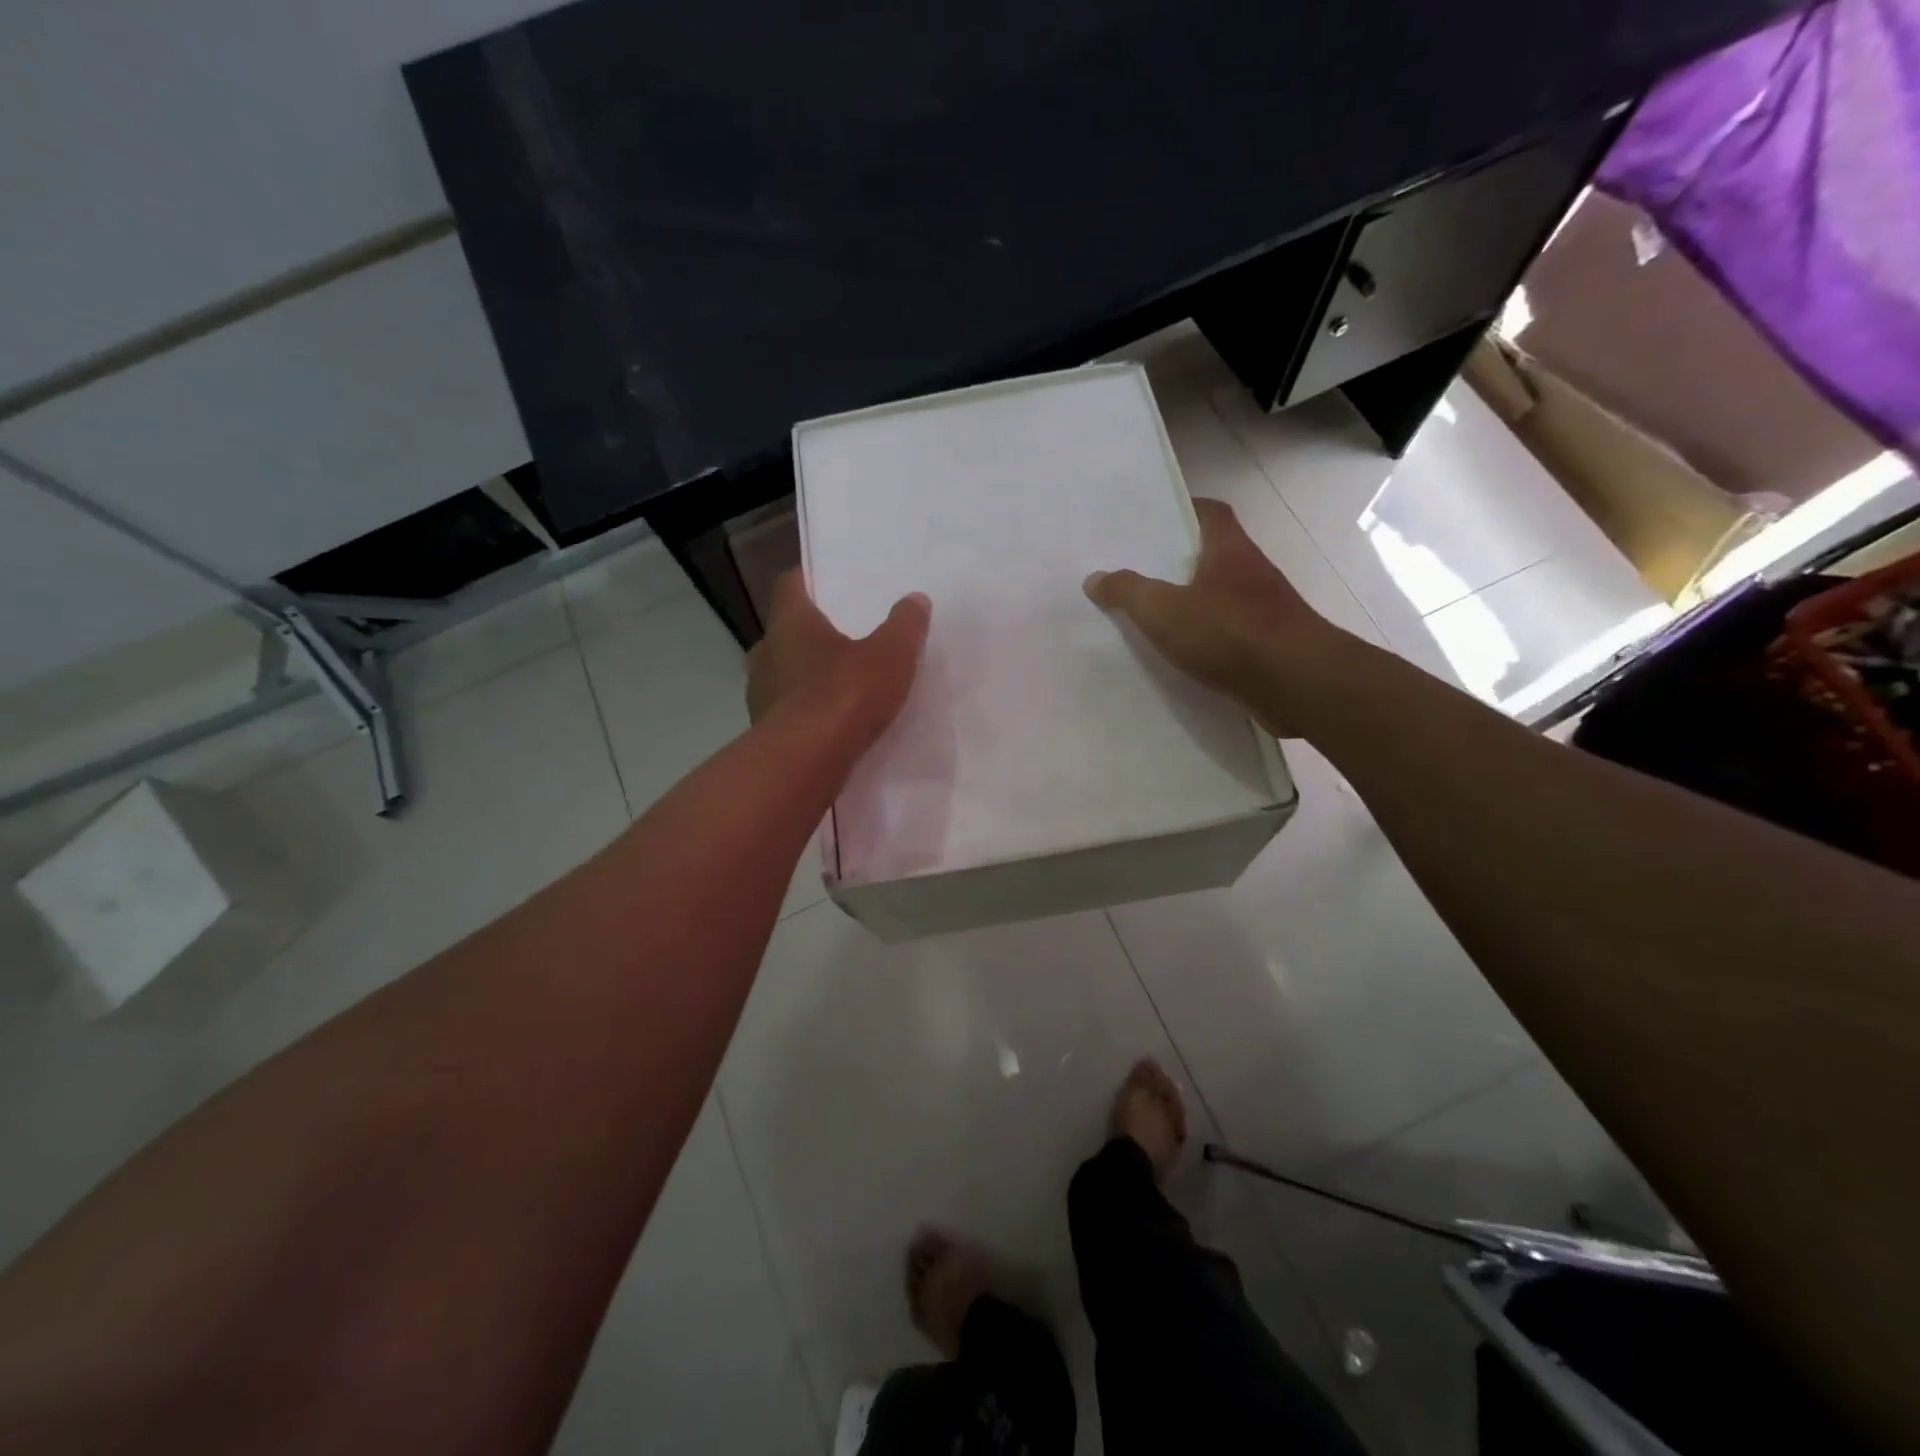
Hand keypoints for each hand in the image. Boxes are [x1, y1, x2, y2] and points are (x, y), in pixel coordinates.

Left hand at [746, 572, 931, 746]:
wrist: (805, 763)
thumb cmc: (844, 695)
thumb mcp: (890, 655)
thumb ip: (905, 626)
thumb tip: (916, 599)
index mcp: (789, 623)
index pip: (789, 585)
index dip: (808, 580)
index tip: (828, 584)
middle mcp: (766, 653)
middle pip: (785, 633)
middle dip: (810, 635)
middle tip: (843, 639)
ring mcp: (759, 695)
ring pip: (782, 674)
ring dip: (806, 677)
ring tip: (840, 685)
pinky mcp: (765, 733)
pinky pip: (787, 712)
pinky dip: (806, 712)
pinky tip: (832, 724)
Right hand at [1084, 497, 1349, 736]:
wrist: (1296, 683)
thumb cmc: (1229, 633)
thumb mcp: (1163, 611)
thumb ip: (1128, 592)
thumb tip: (1095, 578)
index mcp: (1229, 550)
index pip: (1211, 512)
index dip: (1184, 510)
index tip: (1156, 520)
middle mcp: (1252, 571)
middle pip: (1215, 554)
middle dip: (1182, 561)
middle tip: (1142, 571)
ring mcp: (1266, 609)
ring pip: (1223, 596)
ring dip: (1196, 603)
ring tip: (1155, 616)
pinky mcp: (1270, 645)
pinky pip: (1232, 633)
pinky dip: (1210, 639)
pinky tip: (1184, 656)